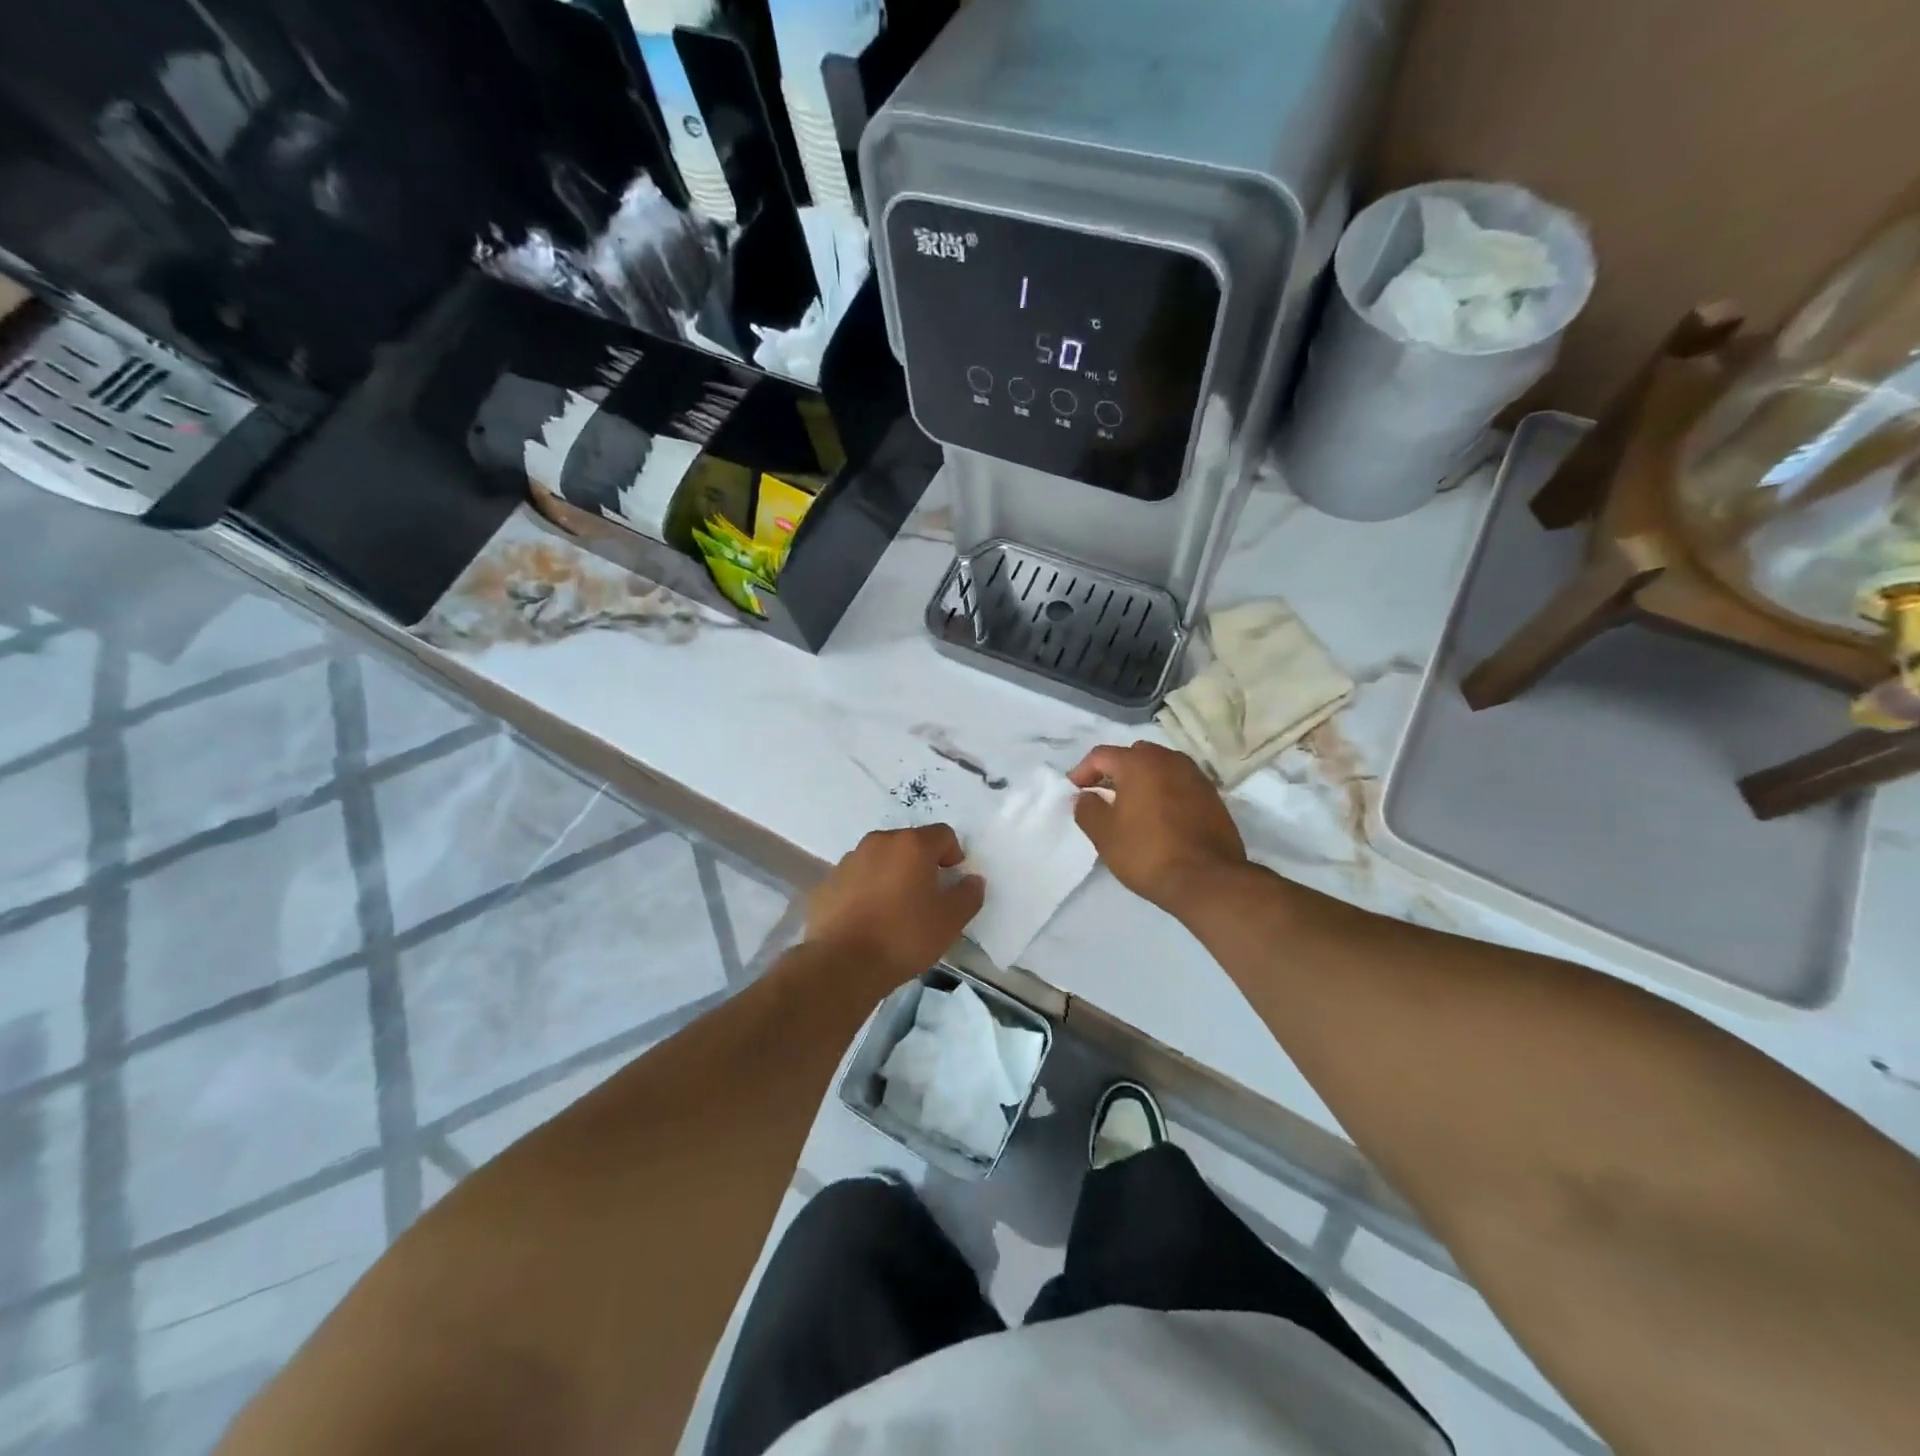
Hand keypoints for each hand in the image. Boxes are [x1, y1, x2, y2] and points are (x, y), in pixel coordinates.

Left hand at [805, 825, 984, 980]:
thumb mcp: (950, 921)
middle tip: (926, 897)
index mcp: (911, 845)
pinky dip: (866, 890)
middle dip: (921, 864)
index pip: (943, 834)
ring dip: (892, 875)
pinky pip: (856, 879)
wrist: (842, 964)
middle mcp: (878, 842)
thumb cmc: (904, 936)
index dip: (953, 855)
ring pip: (880, 860)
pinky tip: (868, 920)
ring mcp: (848, 861)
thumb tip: (972, 880)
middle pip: (909, 843)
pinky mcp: (827, 883)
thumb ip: (968, 895)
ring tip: (894, 910)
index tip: (952, 882)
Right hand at [1070, 743, 1247, 914]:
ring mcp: (1195, 776)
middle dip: (1115, 772)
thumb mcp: (1104, 834)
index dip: (1082, 771)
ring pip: (1160, 768)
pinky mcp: (1212, 796)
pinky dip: (1164, 792)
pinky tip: (1159, 818)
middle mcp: (1169, 760)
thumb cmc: (1147, 852)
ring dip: (1142, 781)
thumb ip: (1087, 808)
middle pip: (1133, 755)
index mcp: (1139, 762)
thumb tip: (1085, 796)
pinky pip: (1179, 784)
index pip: (1101, 755)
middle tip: (1103, 796)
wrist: (1208, 880)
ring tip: (1132, 807)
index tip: (1075, 792)